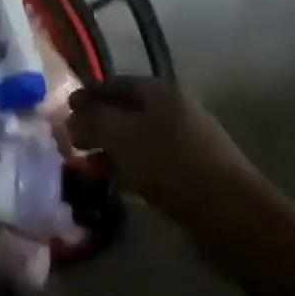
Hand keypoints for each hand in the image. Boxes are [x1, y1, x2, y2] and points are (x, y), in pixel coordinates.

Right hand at [66, 77, 257, 227]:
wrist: (230, 213)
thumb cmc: (170, 163)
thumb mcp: (120, 136)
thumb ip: (91, 121)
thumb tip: (72, 118)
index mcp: (160, 91)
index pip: (114, 83)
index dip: (87, 94)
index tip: (64, 110)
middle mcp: (175, 109)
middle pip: (126, 110)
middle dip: (97, 124)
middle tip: (72, 141)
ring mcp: (187, 140)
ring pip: (138, 138)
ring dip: (112, 149)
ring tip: (90, 165)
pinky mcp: (193, 171)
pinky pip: (152, 161)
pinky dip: (131, 167)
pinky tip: (118, 184)